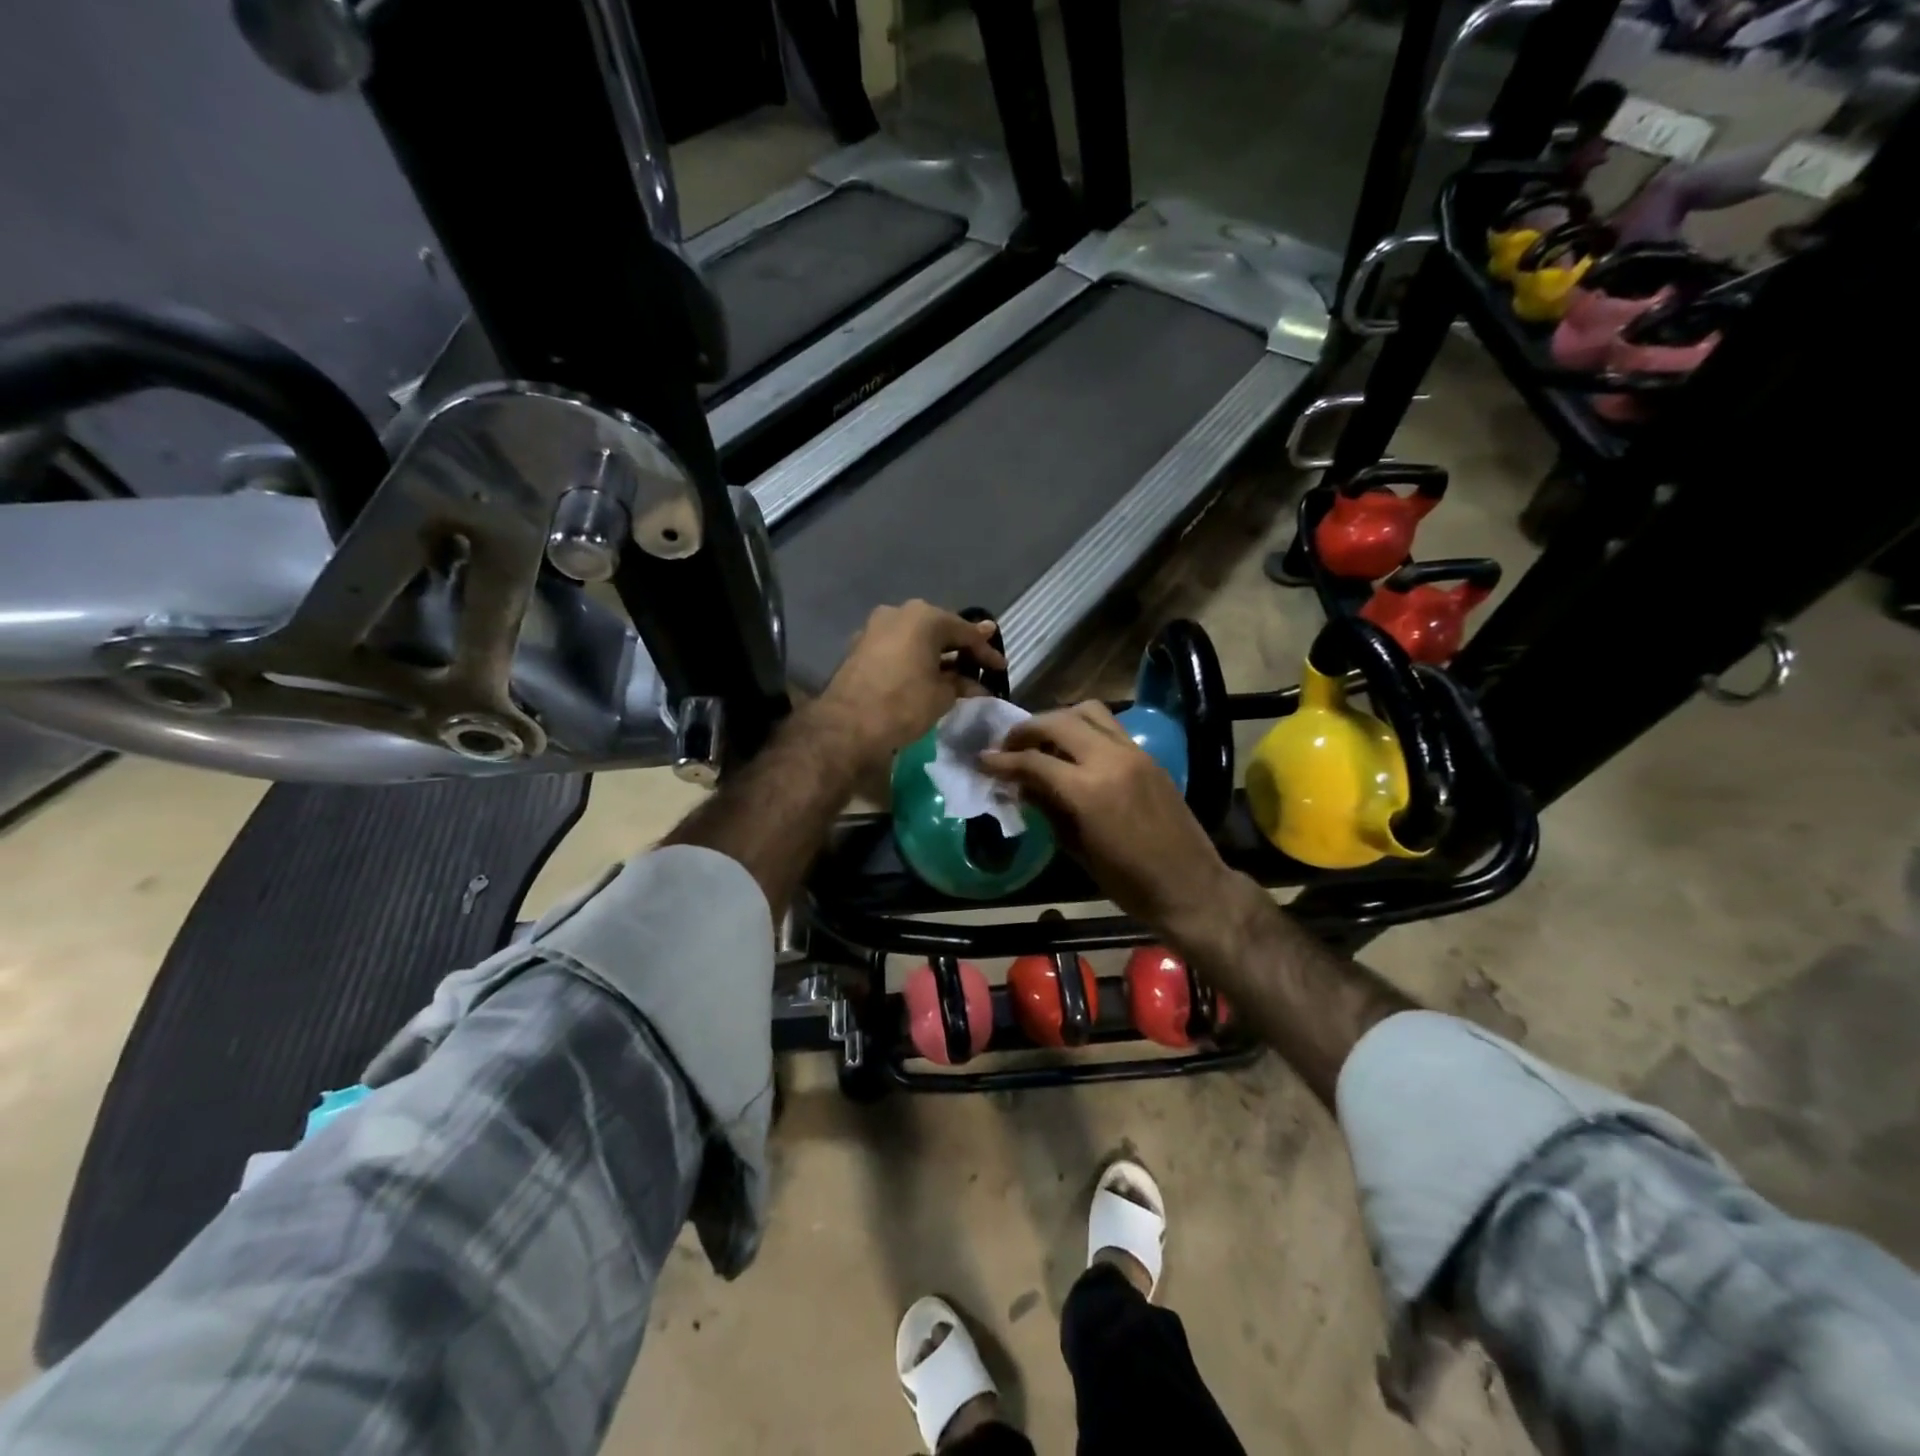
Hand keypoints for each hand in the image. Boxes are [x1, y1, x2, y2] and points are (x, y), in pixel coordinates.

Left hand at [816, 601, 1005, 768]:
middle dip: (960, 648)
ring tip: (956, 672)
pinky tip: (926, 674)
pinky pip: (897, 648)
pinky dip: (914, 659)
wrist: (848, 725)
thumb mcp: (942, 695)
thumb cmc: (904, 704)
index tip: (1001, 667)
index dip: (986, 652)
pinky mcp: (860, 647)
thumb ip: (962, 682)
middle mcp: (899, 613)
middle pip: (939, 629)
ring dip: (936, 654)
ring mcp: (875, 628)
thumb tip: (977, 683)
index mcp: (924, 617)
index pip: (965, 632)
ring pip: (916, 638)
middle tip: (981, 663)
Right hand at [980, 702, 1234, 938]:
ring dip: (1058, 719)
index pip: (1033, 760)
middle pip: (1058, 721)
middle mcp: (1110, 760)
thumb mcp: (1078, 850)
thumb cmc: (1129, 882)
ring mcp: (1133, 753)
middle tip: (1008, 745)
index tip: (982, 760)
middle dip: (1026, 729)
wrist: (1191, 887)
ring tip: (1042, 740)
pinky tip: (1074, 751)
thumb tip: (1021, 786)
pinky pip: (1110, 727)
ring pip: (1088, 711)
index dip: (1002, 760)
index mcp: (1088, 790)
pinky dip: (1085, 729)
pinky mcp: (1148, 757)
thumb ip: (1048, 809)